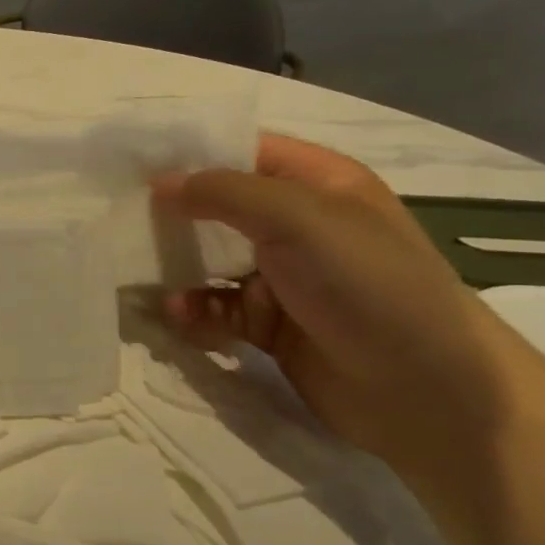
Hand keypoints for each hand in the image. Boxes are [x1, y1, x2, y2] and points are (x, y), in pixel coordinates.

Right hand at [152, 134, 533, 485]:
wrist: (425, 391)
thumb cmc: (367, 285)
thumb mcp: (299, 220)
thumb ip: (224, 193)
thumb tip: (159, 182)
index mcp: (320, 185)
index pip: (245, 152)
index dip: (193, 154)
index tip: (134, 164)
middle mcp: (300, 226)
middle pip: (220, 208)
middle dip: (173, 214)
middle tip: (120, 219)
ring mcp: (284, 278)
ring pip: (210, 261)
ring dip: (176, 268)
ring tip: (141, 275)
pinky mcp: (269, 326)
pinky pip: (216, 309)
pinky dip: (193, 311)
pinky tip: (178, 316)